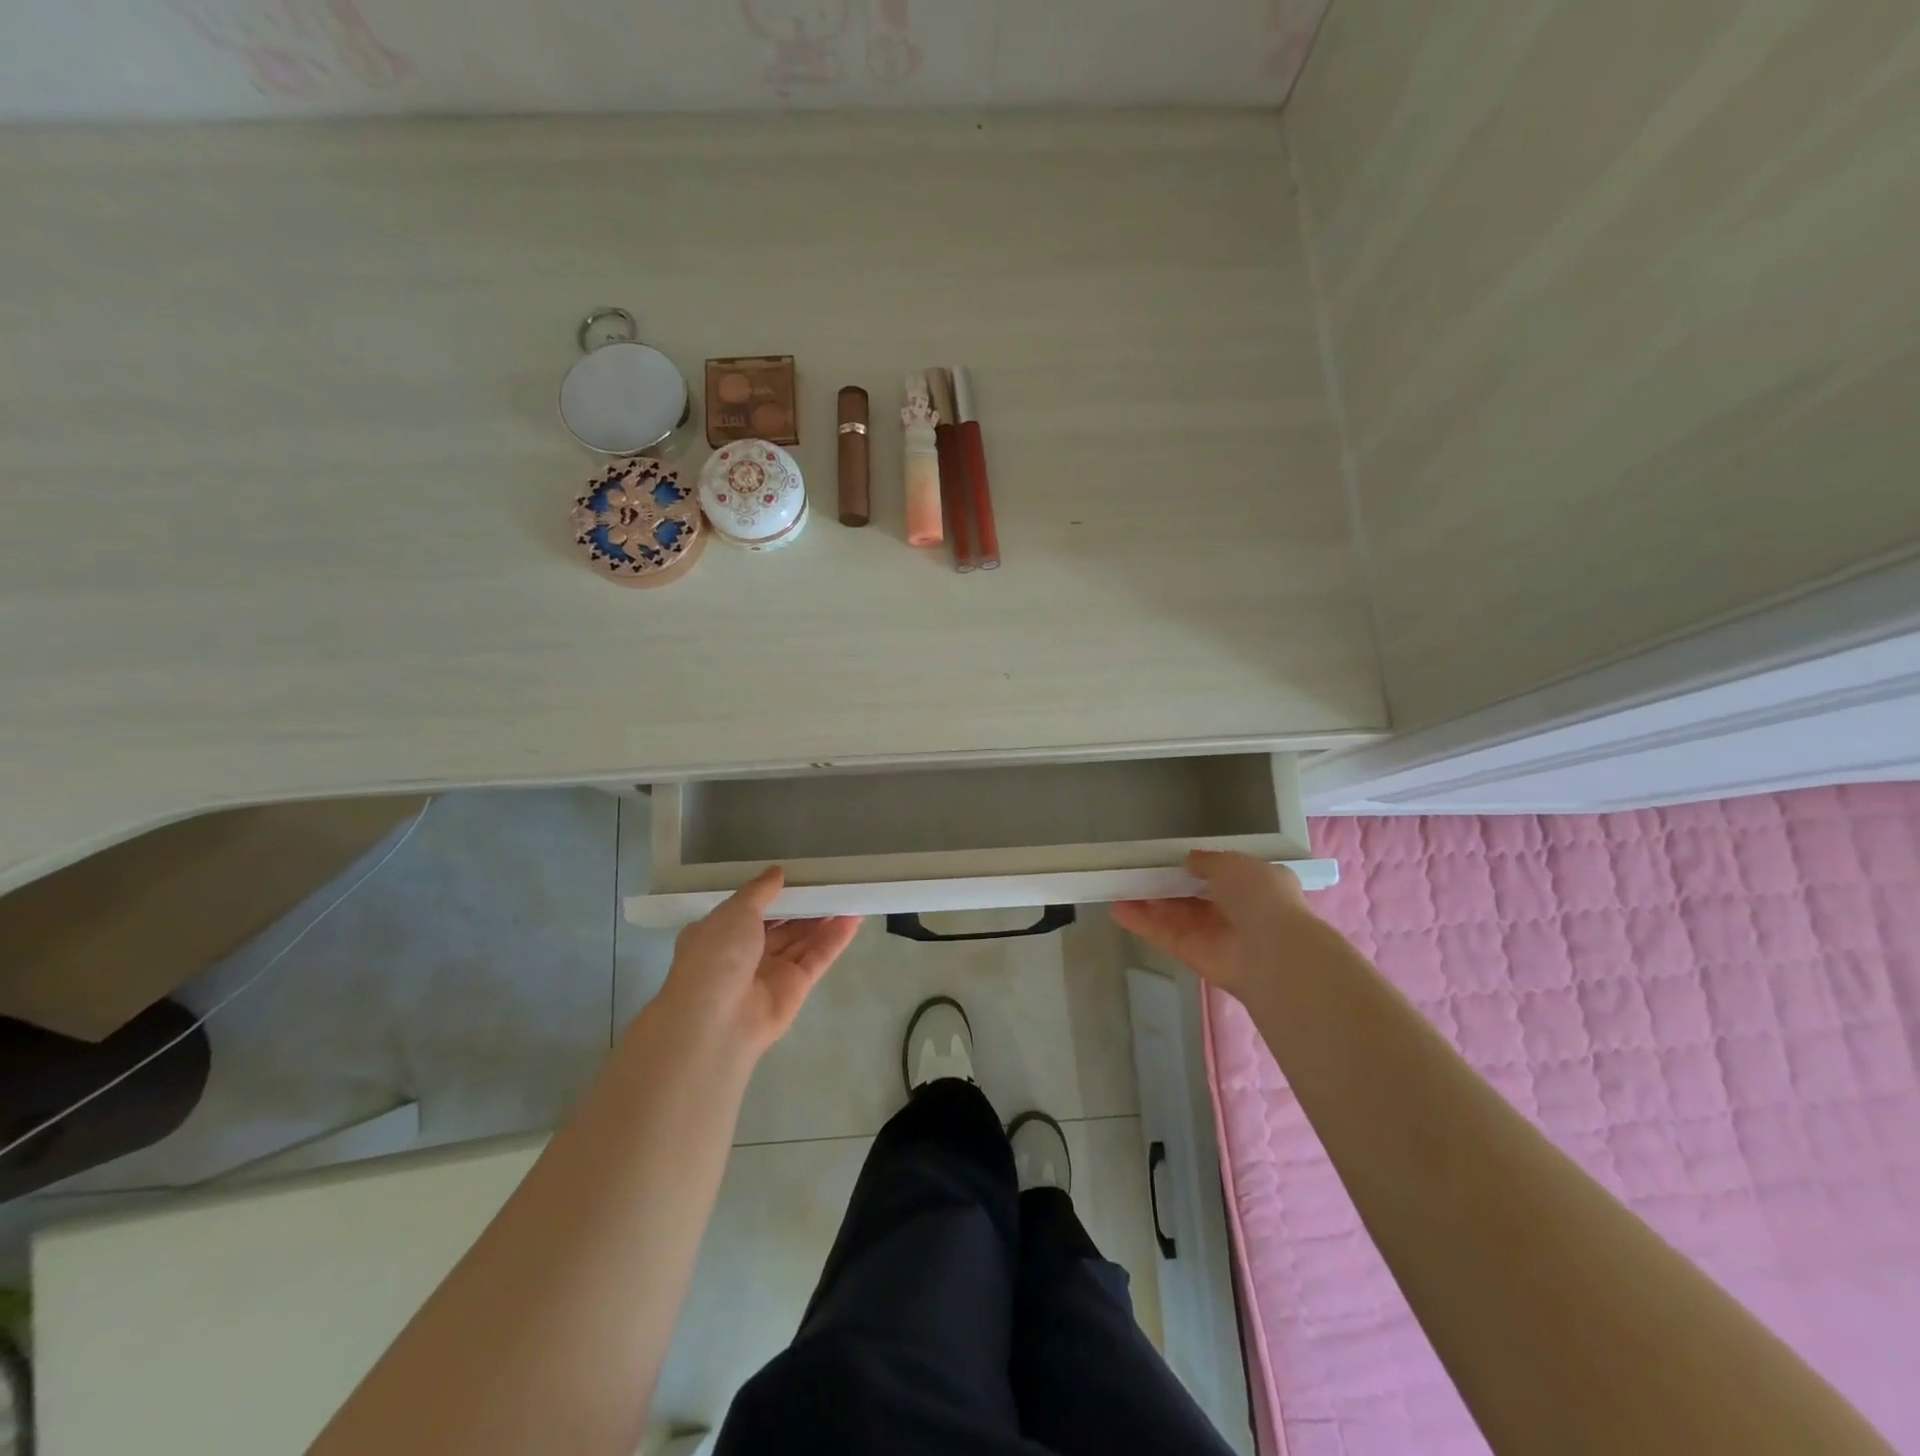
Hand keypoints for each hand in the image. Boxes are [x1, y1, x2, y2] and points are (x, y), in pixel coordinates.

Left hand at [654, 868, 861, 1058]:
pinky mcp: (796, 988)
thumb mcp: (734, 911)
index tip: (798, 875)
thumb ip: (760, 891)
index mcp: (720, 934)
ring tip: (850, 893)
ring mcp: (771, 973)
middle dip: (804, 906)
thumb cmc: (717, 956)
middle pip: (781, 925)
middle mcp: (744, 954)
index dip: (774, 894)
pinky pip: (817, 958)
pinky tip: (855, 918)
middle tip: (831, 882)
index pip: (750, 910)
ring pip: (802, 941)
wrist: (716, 1022)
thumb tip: (777, 872)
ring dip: (824, 919)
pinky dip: (835, 939)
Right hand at [1111, 849, 1312, 999]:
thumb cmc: (1259, 897)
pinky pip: (1163, 934)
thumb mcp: (1234, 864)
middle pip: (1192, 897)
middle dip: (1167, 884)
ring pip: (1174, 915)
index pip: (1222, 876)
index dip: (1197, 868)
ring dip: (1148, 901)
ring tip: (1118, 885)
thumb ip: (1208, 861)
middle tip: (1137, 870)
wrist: (1271, 952)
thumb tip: (1190, 861)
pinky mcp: (1191, 954)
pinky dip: (1141, 922)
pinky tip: (1116, 909)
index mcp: (1254, 887)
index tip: (1171, 859)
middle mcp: (1234, 912)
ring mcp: (1212, 935)